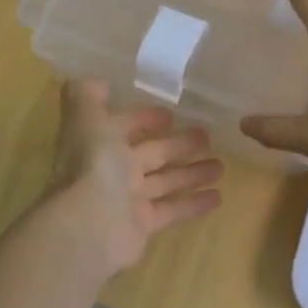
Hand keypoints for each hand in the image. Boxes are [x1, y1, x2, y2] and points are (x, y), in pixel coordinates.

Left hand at [42, 79, 224, 277]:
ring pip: (165, 181)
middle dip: (177, 144)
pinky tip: (218, 197)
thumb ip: (87, 97)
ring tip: (221, 166)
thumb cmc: (93, 166)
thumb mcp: (86, 120)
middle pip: (151, 154)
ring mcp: (128, 200)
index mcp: (99, 143)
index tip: (171, 113)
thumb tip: (95, 82)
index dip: (144, 119)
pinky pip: (172, 210)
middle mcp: (112, 171)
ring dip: (192, 173)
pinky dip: (194, 204)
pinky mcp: (143, 225)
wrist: (89, 225)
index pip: (124, 127)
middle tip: (207, 136)